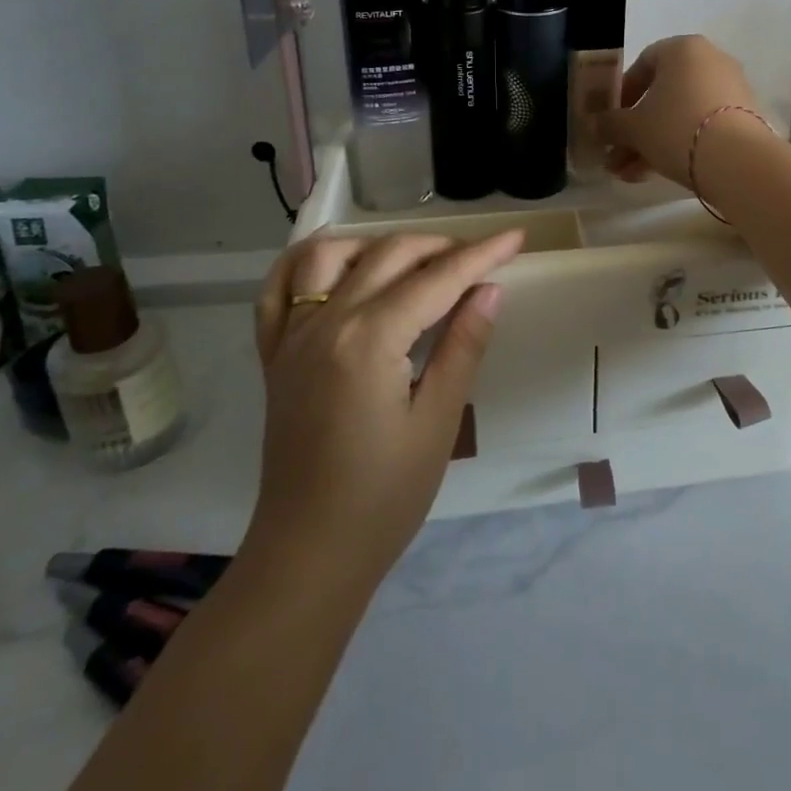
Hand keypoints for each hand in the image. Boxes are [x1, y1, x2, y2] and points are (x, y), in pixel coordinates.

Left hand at [246, 230, 523, 587]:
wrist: (309, 553)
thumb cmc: (384, 495)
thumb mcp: (438, 421)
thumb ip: (463, 346)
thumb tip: (489, 289)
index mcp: (369, 340)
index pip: (437, 279)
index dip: (481, 254)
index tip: (515, 237)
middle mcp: (326, 323)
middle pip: (389, 256)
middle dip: (441, 246)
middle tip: (480, 258)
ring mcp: (292, 336)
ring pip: (330, 256)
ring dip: (377, 244)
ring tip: (414, 259)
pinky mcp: (275, 355)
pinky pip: (277, 290)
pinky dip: (306, 263)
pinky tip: (337, 265)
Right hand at [598, 35, 765, 188]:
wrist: (737, 160)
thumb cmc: (676, 127)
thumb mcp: (633, 127)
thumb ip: (610, 124)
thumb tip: (595, 126)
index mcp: (682, 49)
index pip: (643, 63)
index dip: (622, 94)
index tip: (610, 120)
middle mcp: (711, 61)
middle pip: (662, 94)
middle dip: (635, 128)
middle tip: (615, 155)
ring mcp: (731, 89)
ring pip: (680, 114)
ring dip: (651, 143)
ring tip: (628, 175)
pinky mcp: (744, 117)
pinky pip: (702, 126)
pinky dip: (679, 145)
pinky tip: (655, 174)